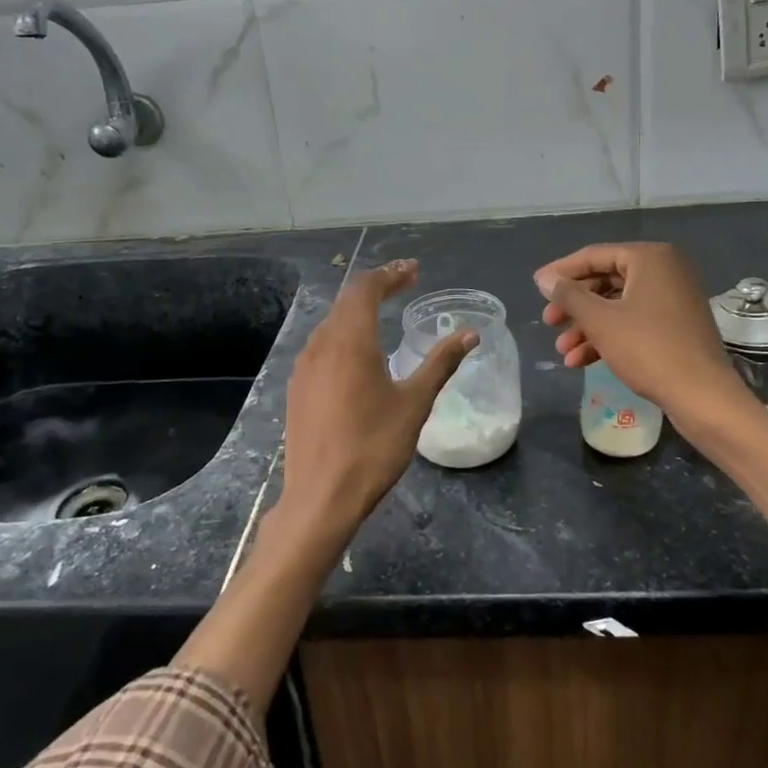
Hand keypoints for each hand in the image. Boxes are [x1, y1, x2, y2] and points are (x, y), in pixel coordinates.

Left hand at [279, 260, 476, 545]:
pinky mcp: (297, 387)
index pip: (367, 289)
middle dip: (376, 286)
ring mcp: (304, 366)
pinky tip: (358, 352)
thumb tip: (470, 335)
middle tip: (404, 283)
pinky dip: (343, 333)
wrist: (321, 497)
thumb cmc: (373, 447)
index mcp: (350, 341)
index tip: (414, 270)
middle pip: (347, 300)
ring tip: (384, 311)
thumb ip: (440, 364)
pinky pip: (322, 344)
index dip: (391, 274)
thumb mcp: (414, 404)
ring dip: (358, 309)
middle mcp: (322, 344)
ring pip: (331, 322)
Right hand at [534, 243, 740, 416]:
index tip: (536, 287)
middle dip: (574, 305)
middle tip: (549, 322)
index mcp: (650, 258)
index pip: (594, 256)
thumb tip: (544, 279)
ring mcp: (673, 298)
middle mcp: (665, 270)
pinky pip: (634, 321)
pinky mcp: (676, 325)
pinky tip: (581, 360)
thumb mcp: (600, 320)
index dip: (561, 272)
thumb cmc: (648, 348)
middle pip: (606, 280)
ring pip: (617, 305)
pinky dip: (608, 336)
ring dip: (587, 326)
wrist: (702, 395)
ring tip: (563, 351)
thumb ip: (569, 295)